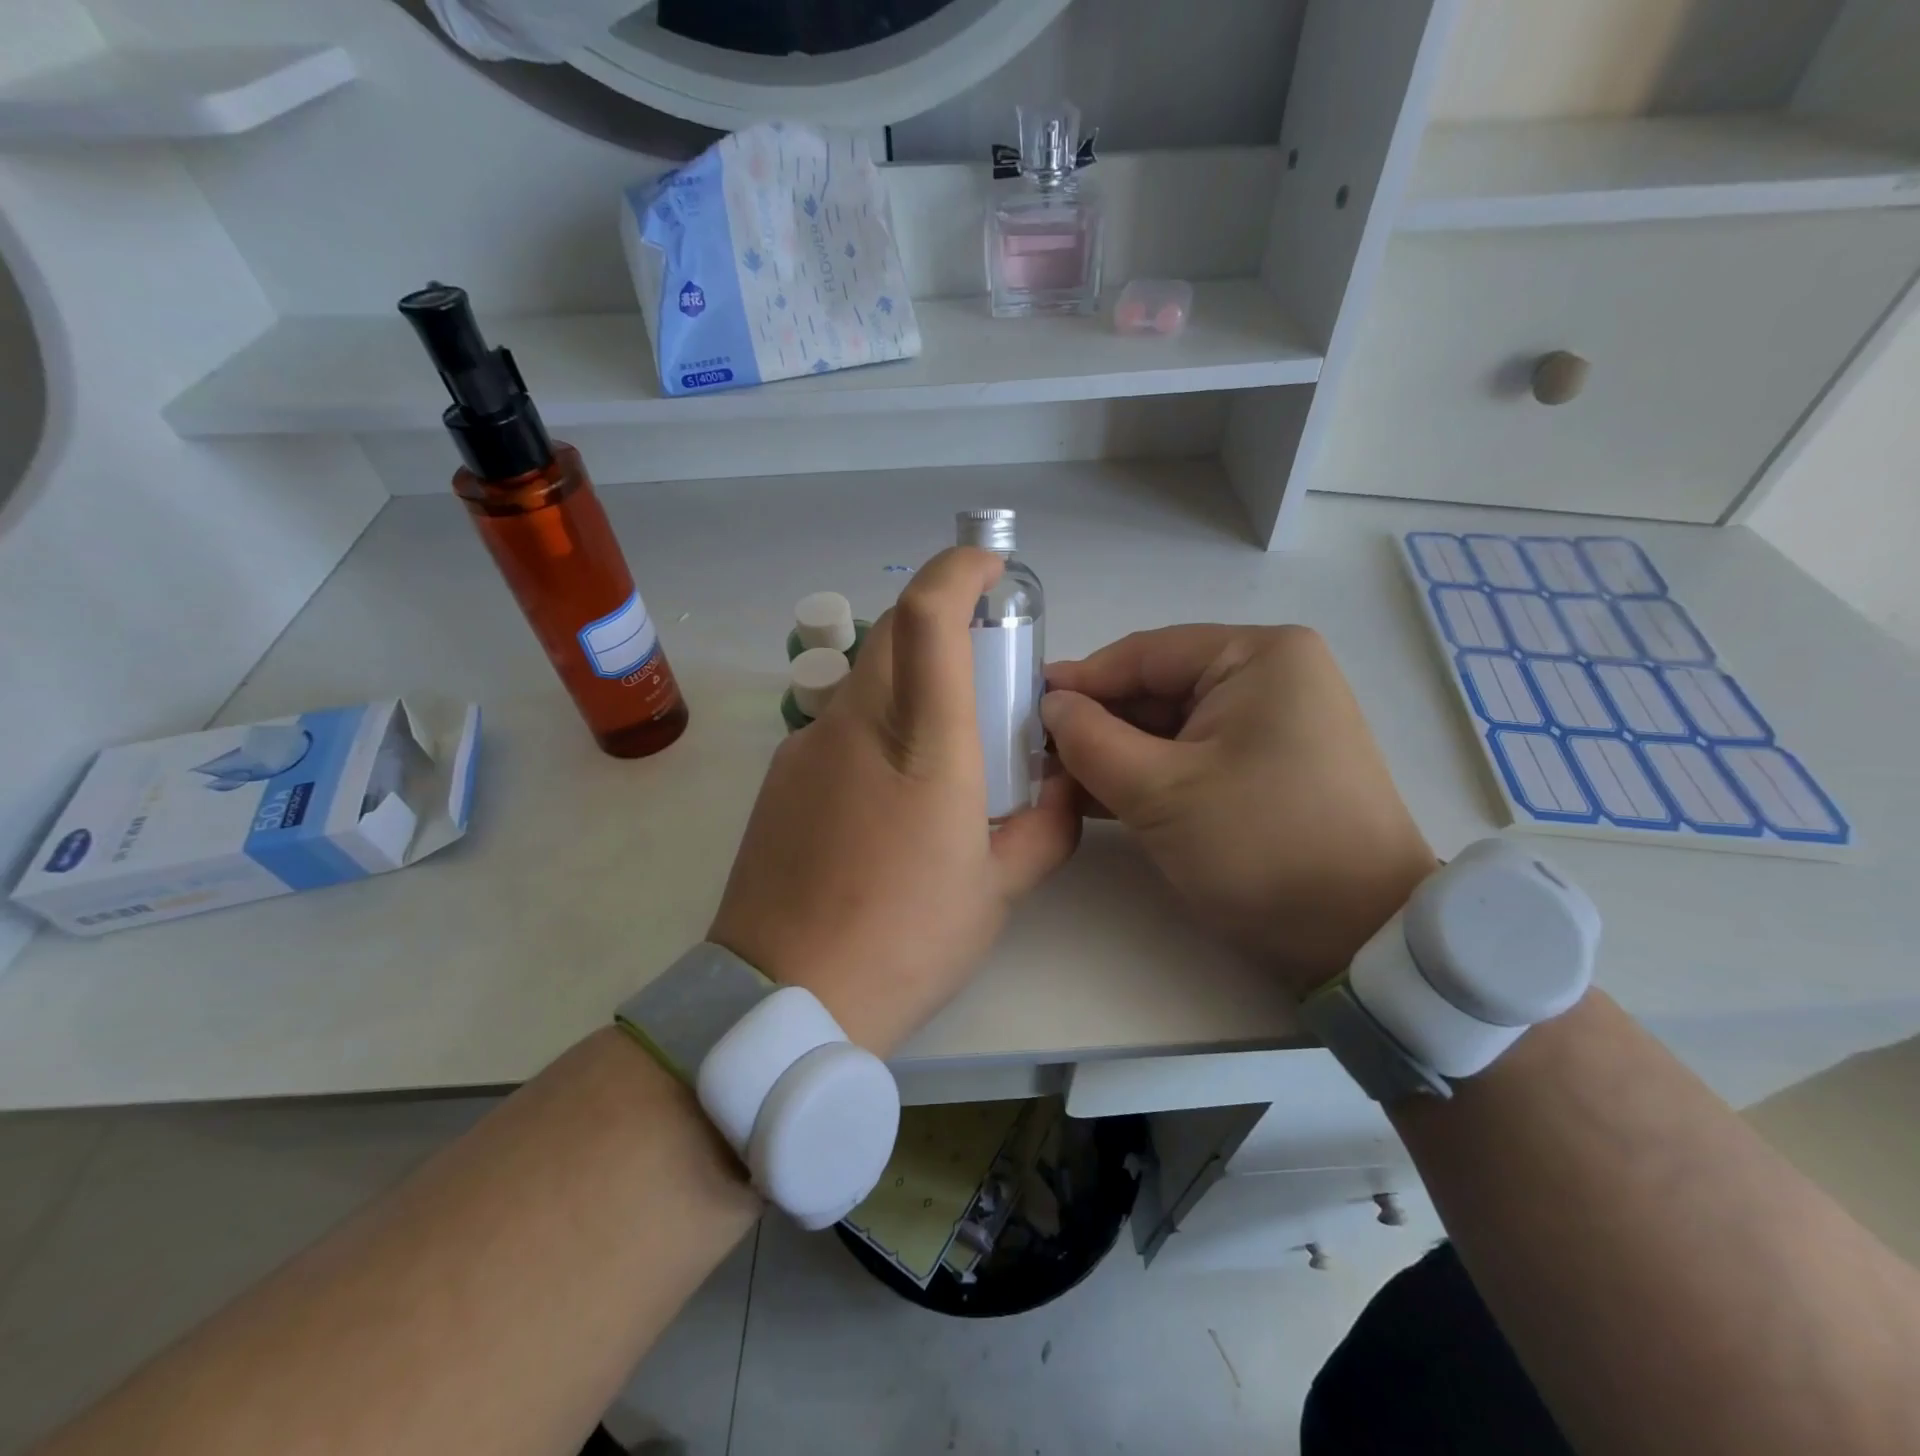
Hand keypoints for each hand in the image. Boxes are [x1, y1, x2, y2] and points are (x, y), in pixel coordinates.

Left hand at [709, 548, 1079, 1055]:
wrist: (784, 996)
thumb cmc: (905, 942)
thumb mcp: (997, 892)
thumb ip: (1045, 828)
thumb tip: (1063, 789)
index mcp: (923, 746)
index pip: (928, 617)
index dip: (957, 570)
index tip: (990, 568)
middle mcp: (856, 725)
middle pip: (895, 632)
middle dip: (944, 620)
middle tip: (984, 667)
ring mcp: (807, 745)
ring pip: (866, 677)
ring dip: (910, 679)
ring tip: (941, 747)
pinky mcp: (780, 774)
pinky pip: (837, 723)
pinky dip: (875, 724)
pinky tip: (887, 793)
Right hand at [1043, 625, 1436, 997]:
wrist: (1359, 936)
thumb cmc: (1259, 845)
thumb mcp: (1159, 791)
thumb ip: (1090, 740)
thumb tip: (1050, 707)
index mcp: (1258, 656)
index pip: (1145, 654)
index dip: (1080, 682)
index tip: (1024, 710)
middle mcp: (1271, 676)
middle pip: (1157, 689)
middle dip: (1097, 725)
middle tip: (1036, 757)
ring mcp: (1274, 722)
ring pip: (1171, 727)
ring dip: (1115, 754)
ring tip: (1058, 783)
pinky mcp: (1269, 765)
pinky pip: (1193, 755)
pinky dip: (1148, 774)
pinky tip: (1098, 797)